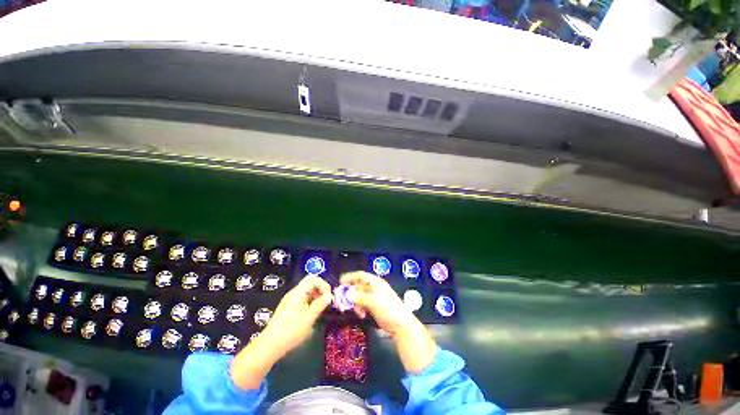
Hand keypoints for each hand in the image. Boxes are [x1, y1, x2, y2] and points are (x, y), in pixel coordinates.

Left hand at [261, 274, 332, 356]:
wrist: (269, 346)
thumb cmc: (291, 330)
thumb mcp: (309, 317)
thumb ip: (320, 304)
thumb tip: (330, 296)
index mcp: (298, 292)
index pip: (313, 278)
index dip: (323, 284)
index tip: (328, 296)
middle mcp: (294, 293)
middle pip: (310, 284)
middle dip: (321, 291)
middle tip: (327, 303)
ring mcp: (291, 301)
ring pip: (307, 292)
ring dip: (316, 298)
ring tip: (321, 309)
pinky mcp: (289, 309)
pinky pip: (303, 300)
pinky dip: (311, 303)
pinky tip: (313, 314)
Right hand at [340, 271, 436, 372]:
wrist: (400, 325)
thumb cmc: (390, 309)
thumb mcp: (375, 302)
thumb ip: (361, 298)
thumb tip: (348, 293)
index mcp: (376, 283)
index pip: (361, 275)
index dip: (350, 277)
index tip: (340, 281)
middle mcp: (373, 288)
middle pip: (358, 286)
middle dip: (350, 292)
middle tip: (342, 300)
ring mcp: (373, 297)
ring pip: (358, 296)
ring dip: (354, 302)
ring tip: (355, 311)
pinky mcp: (372, 306)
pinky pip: (361, 304)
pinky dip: (359, 308)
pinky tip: (361, 315)